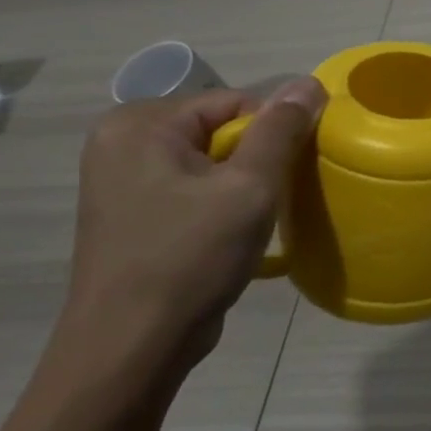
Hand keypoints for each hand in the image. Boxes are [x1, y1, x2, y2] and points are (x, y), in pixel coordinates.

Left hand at [49, 78, 326, 391]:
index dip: (273, 133)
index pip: (234, 103)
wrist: (131, 347)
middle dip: (258, 160)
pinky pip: (193, 189)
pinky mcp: (132, 214)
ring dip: (244, 185)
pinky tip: (232, 236)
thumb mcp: (249, 188)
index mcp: (139, 125)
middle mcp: (122, 143)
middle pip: (220, 130)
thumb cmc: (189, 258)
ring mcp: (122, 181)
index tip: (290, 173)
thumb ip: (281, 130)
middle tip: (272, 200)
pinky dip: (222, 204)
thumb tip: (309, 82)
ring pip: (211, 162)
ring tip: (255, 221)